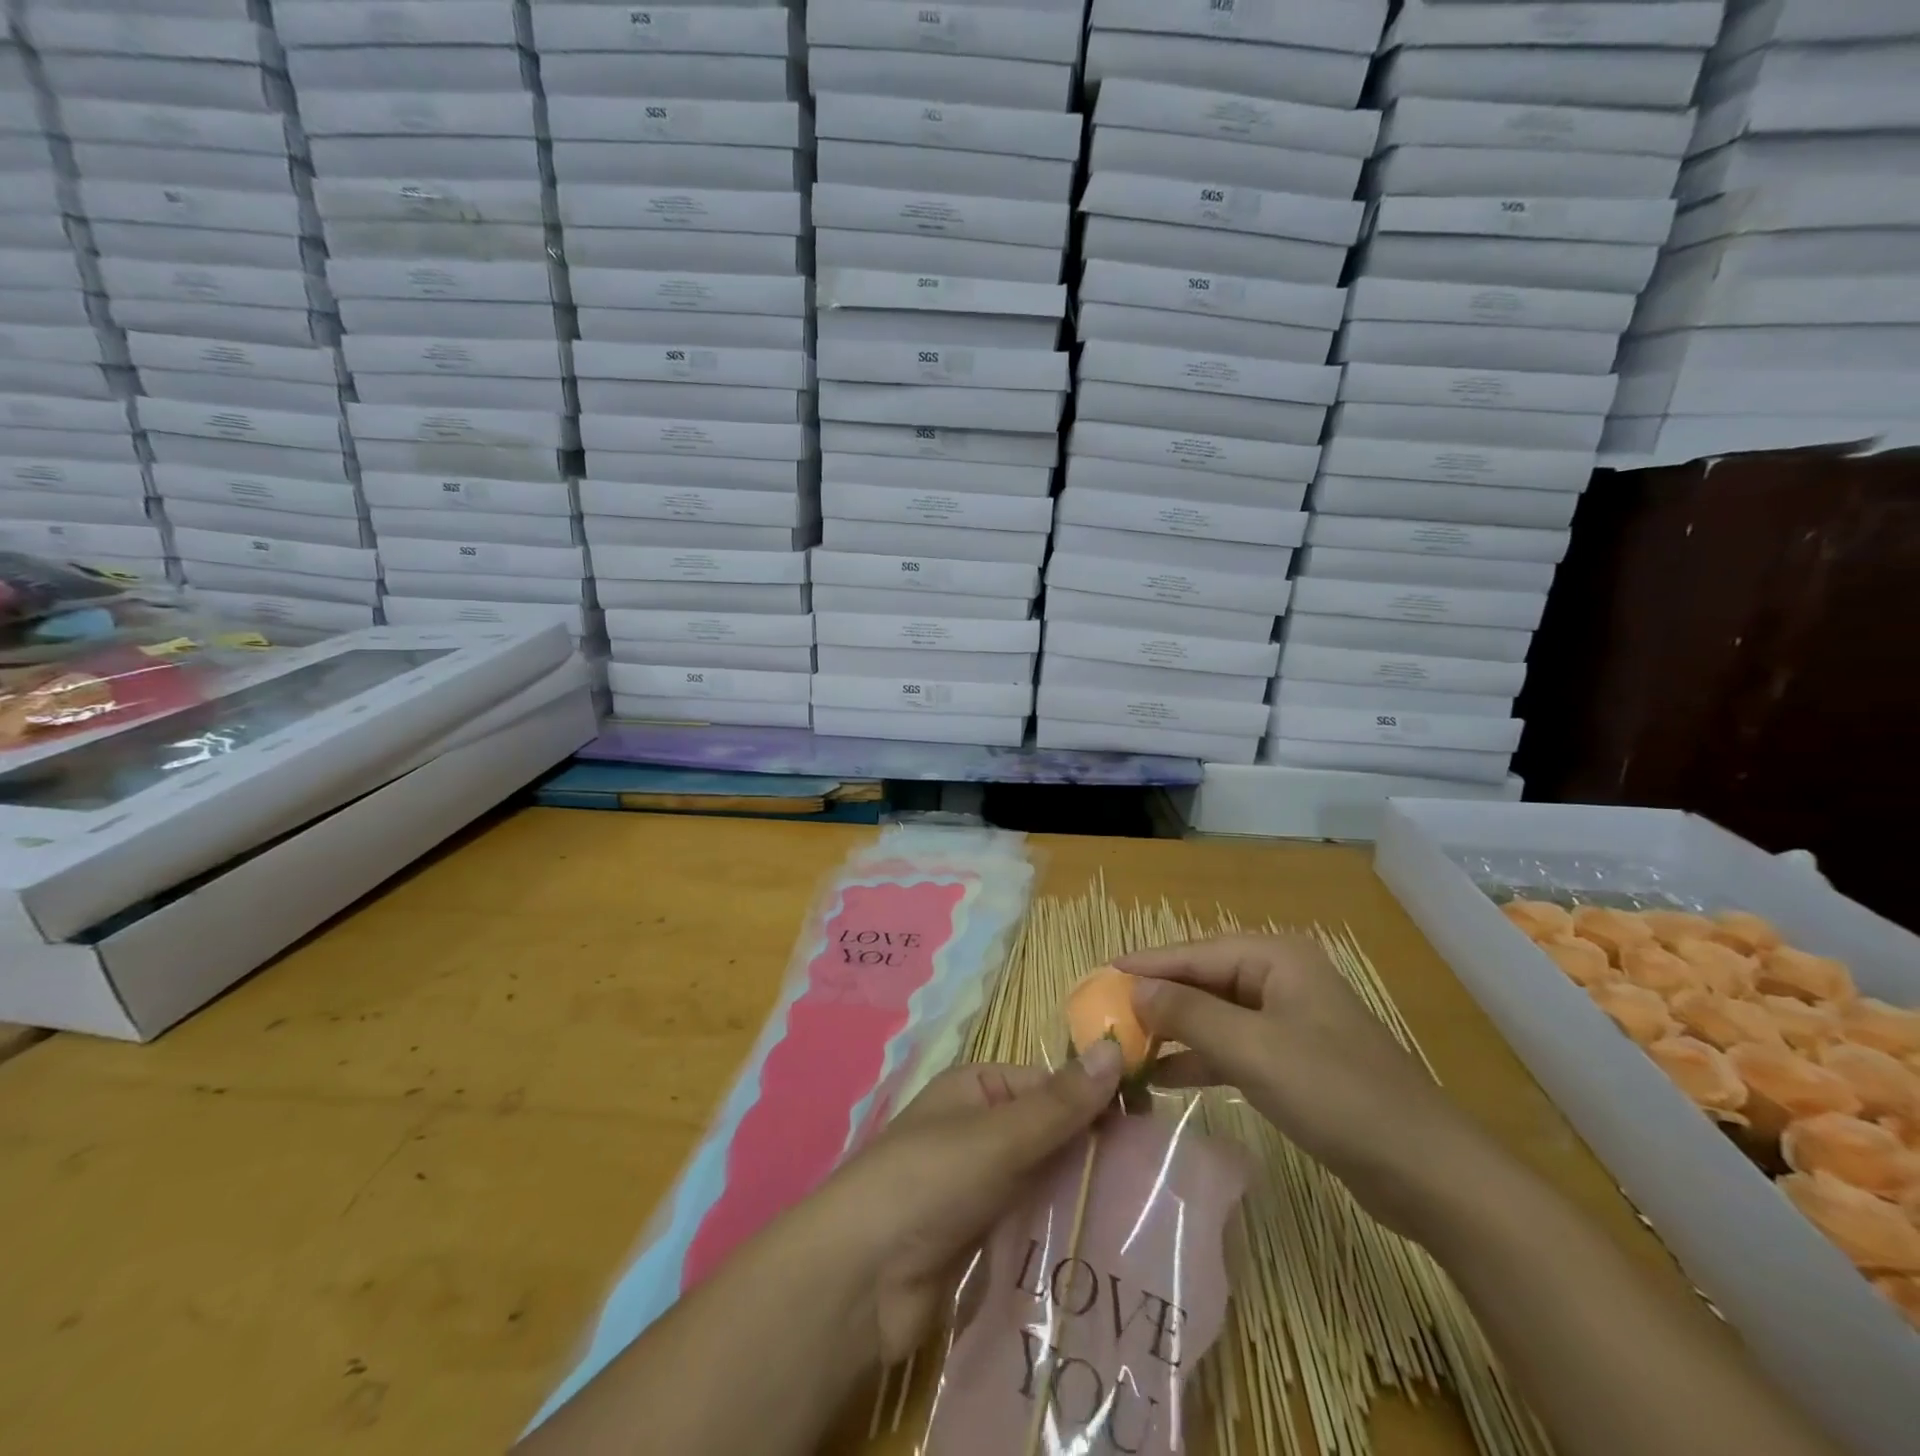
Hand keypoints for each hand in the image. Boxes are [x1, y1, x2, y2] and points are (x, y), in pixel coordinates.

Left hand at [823, 1048, 1123, 1362]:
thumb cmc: (928, 1181)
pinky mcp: (984, 1239)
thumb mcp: (998, 1135)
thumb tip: (1117, 1046)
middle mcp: (981, 1130)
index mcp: (978, 1089)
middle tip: (1162, 1180)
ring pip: (1048, 1182)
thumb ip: (1061, 1102)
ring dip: (1085, 1196)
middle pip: (1052, 1134)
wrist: (860, 1281)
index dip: (1098, 1101)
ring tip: (1151, 1218)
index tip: (1154, 1127)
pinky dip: (1065, 1232)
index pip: (1051, 1085)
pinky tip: (1110, 1250)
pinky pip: (1035, 1225)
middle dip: (1096, 1154)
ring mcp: (982, 1187)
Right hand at [1117, 935, 1489, 1237]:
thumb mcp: (1253, 1049)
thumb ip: (1188, 1014)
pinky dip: (1200, 1059)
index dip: (1145, 966)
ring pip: (1215, 1016)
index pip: (1193, 954)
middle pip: (1202, 981)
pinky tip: (1164, 1077)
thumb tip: (1133, 990)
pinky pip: (1233, 1048)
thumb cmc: (1336, 1094)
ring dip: (1174, 1031)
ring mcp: (1288, 1021)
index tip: (1098, 977)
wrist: (1427, 1172)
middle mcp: (1280, 978)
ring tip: (1125, 1046)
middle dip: (1156, 1000)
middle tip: (1104, 1015)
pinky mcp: (1293, 1062)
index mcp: (1275, 958)